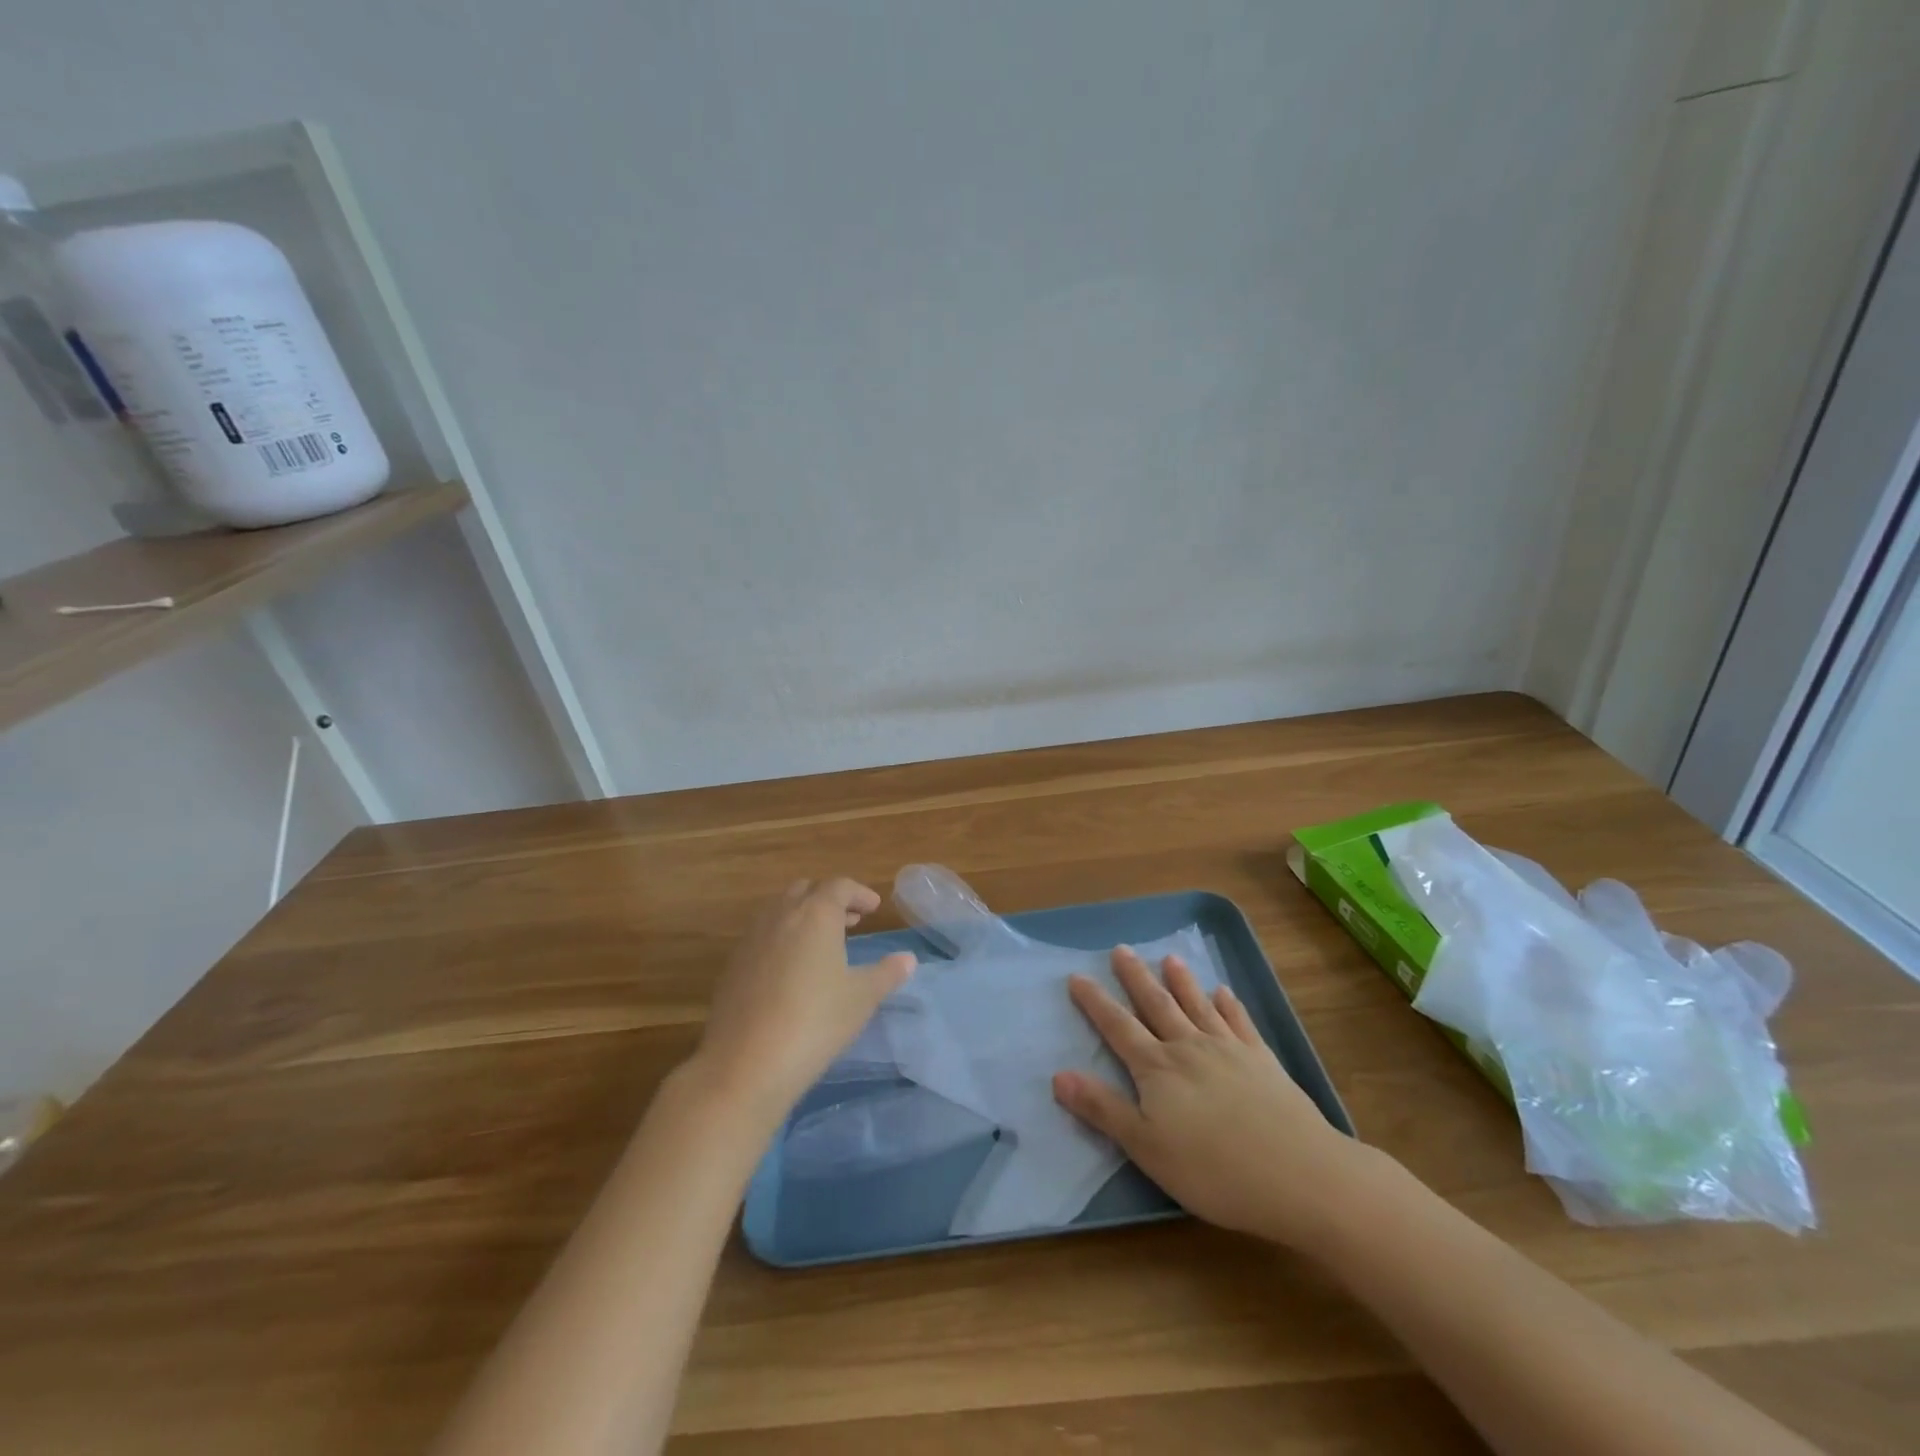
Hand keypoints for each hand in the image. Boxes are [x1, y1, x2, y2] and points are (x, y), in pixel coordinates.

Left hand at [689, 877, 915, 1121]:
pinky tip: (792, 971)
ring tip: (823, 944)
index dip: (859, 893)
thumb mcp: (861, 998)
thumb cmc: (815, 1022)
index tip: (873, 908)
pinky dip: (782, 938)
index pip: (839, 886)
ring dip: (803, 916)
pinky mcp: (733, 965)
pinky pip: (763, 936)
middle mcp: (781, 916)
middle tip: (850, 921)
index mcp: (815, 914)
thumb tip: (907, 959)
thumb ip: (886, 974)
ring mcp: (751, 939)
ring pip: (780, 910)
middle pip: (806, 890)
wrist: (745, 1064)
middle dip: (829, 899)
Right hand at [1053, 947, 1376, 1250]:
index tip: (1077, 976)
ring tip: (1170, 958)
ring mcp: (1229, 1050)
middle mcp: (1189, 1047)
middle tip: (1121, 949)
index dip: (1095, 1003)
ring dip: (1182, 981)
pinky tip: (1225, 993)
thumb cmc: (1214, 1170)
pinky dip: (1230, 1005)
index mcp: (1157, 1069)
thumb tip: (1059, 1075)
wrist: (1300, 1174)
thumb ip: (1103, 1109)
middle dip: (1135, 977)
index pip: (1118, 1027)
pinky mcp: (1262, 1061)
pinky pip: (1240, 1023)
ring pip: (1197, 1005)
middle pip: (1156, 1005)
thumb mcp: (1146, 1148)